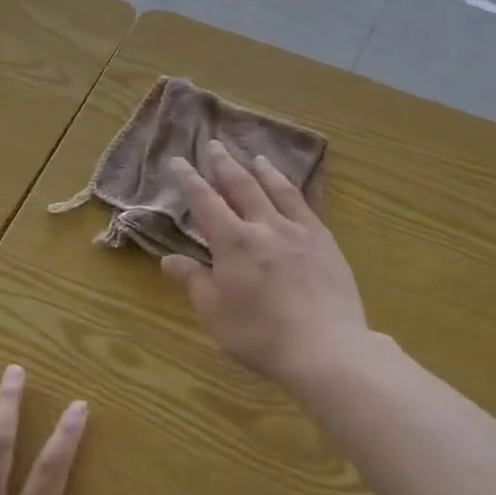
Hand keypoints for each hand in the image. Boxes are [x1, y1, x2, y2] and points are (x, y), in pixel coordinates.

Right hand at [161, 139, 370, 386]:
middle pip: (242, 186)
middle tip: (214, 145)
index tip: (179, 161)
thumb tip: (168, 259)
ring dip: (263, 171)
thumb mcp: (216, 314)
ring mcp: (299, 231)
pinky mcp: (325, 242)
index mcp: (233, 241)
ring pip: (277, 190)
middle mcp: (265, 225)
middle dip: (225, 165)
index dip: (190, 180)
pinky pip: (306, 206)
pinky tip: (293, 191)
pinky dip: (293, 191)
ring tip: (256, 157)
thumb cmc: (261, 335)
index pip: (205, 202)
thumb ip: (193, 282)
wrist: (327, 349)